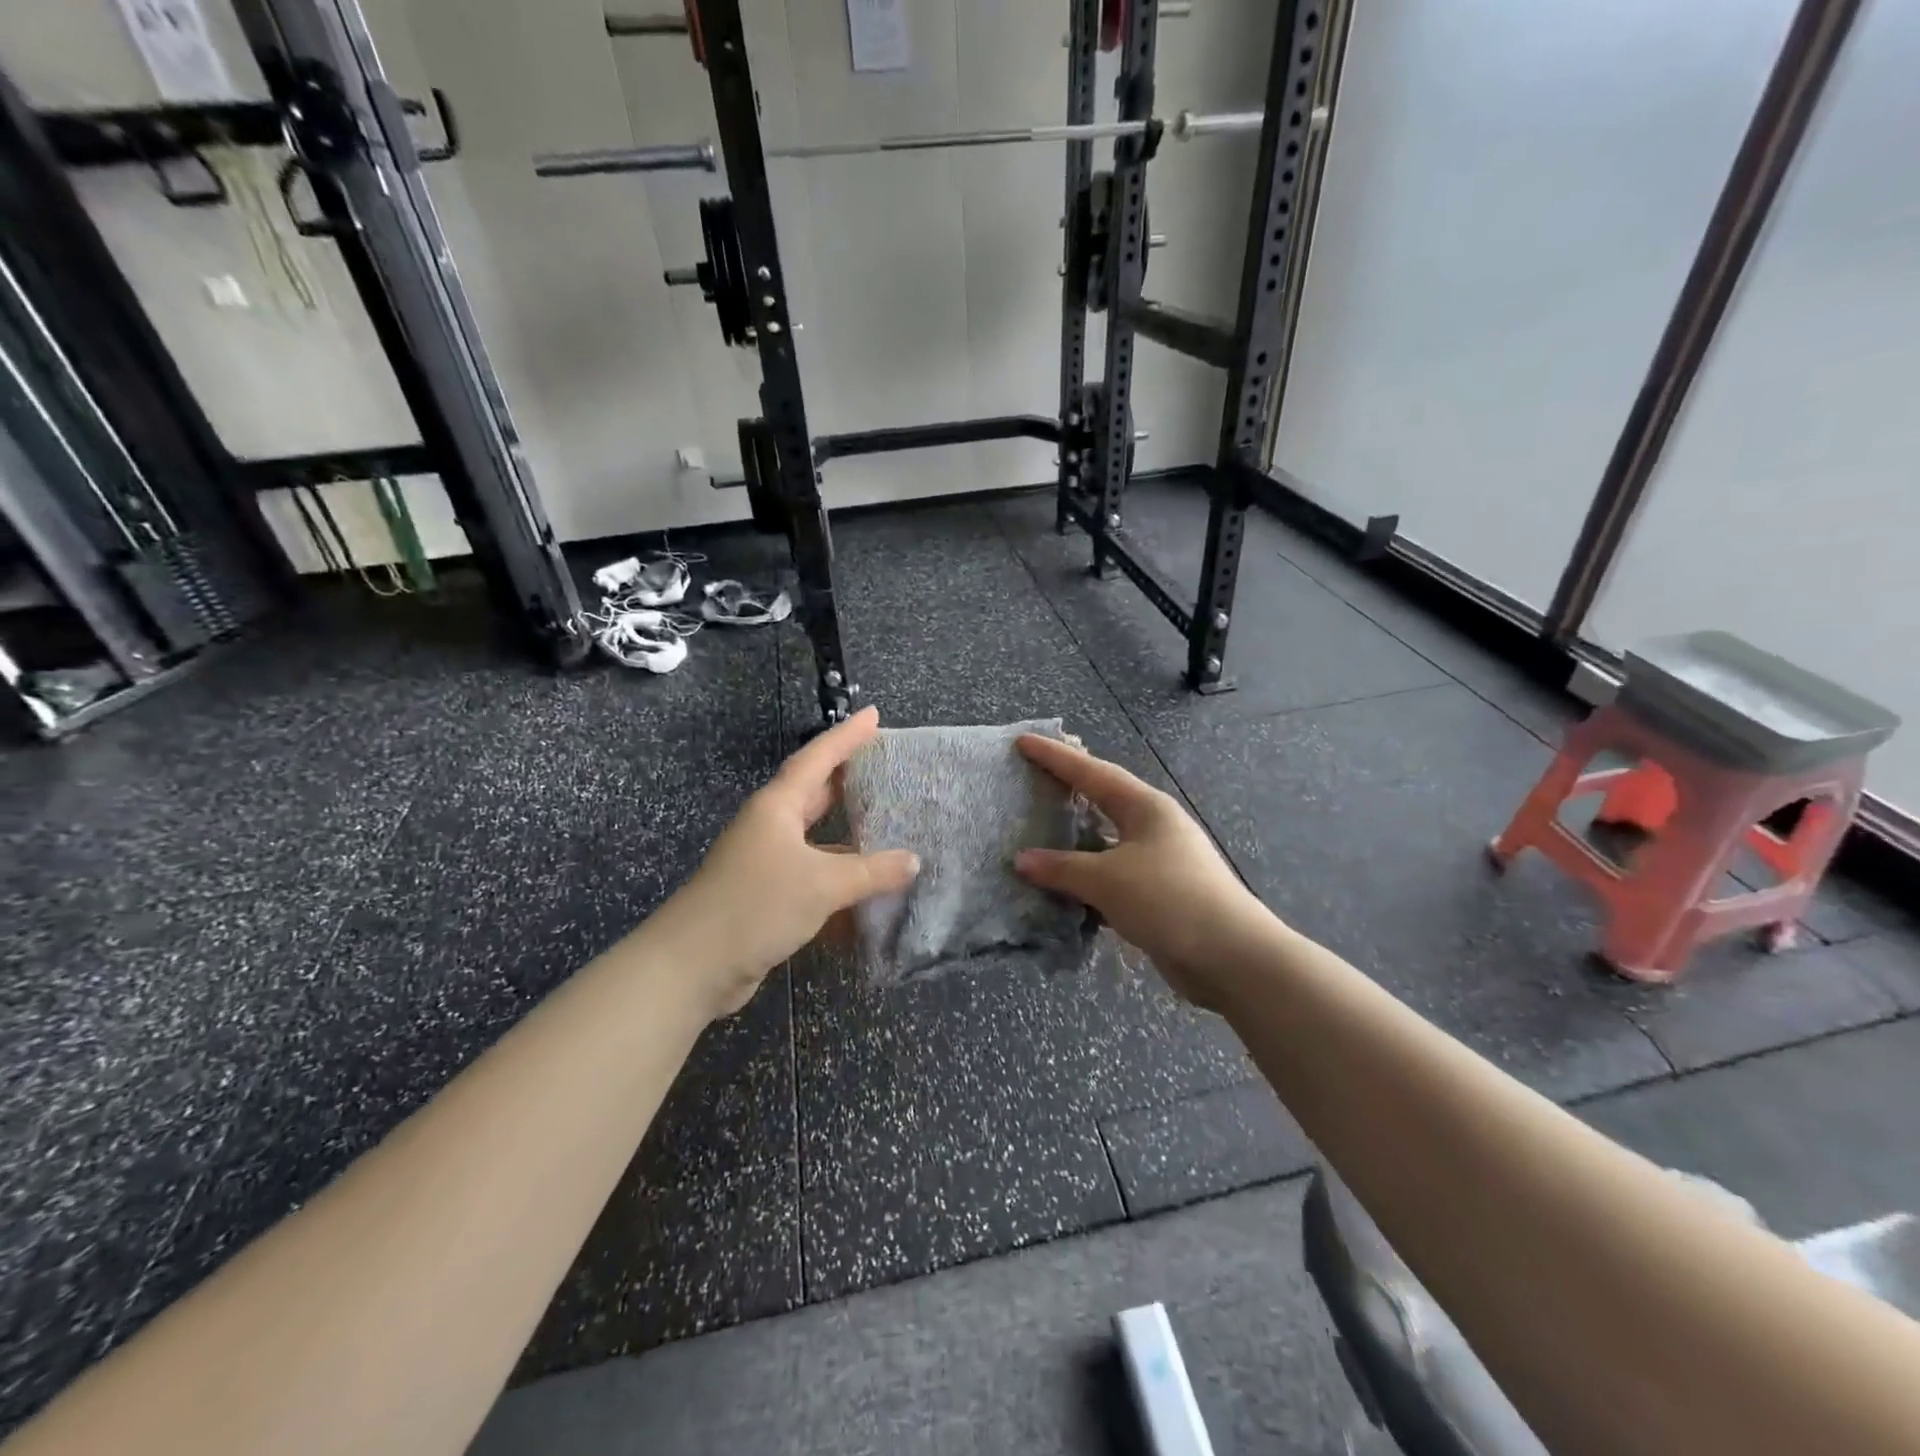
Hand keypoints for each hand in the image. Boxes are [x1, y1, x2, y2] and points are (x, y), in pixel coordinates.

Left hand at [659, 706, 919, 1018]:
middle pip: (814, 792)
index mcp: (777, 807)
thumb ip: (871, 871)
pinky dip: (838, 876)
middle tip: (884, 766)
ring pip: (815, 837)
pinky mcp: (766, 895)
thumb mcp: (822, 883)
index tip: (874, 715)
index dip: (847, 736)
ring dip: (847, 834)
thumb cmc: (756, 905)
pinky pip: (812, 873)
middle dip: (847, 778)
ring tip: (887, 826)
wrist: (693, 965)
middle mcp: (770, 826)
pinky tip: (867, 887)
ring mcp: (766, 861)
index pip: (817, 758)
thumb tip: (913, 861)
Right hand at [1014, 735, 1272, 1009]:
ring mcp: (1160, 861)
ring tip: (1040, 831)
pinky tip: (1063, 885)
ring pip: (1107, 841)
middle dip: (1069, 789)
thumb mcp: (1107, 879)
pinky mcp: (1160, 894)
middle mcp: (1154, 827)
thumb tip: (1022, 860)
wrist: (1231, 957)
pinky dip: (1087, 877)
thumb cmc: (1168, 900)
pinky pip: (1113, 875)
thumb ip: (1062, 868)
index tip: (1023, 741)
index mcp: (1146, 808)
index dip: (1055, 757)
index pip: (1092, 772)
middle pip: (1103, 800)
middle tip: (1033, 778)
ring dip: (1075, 840)